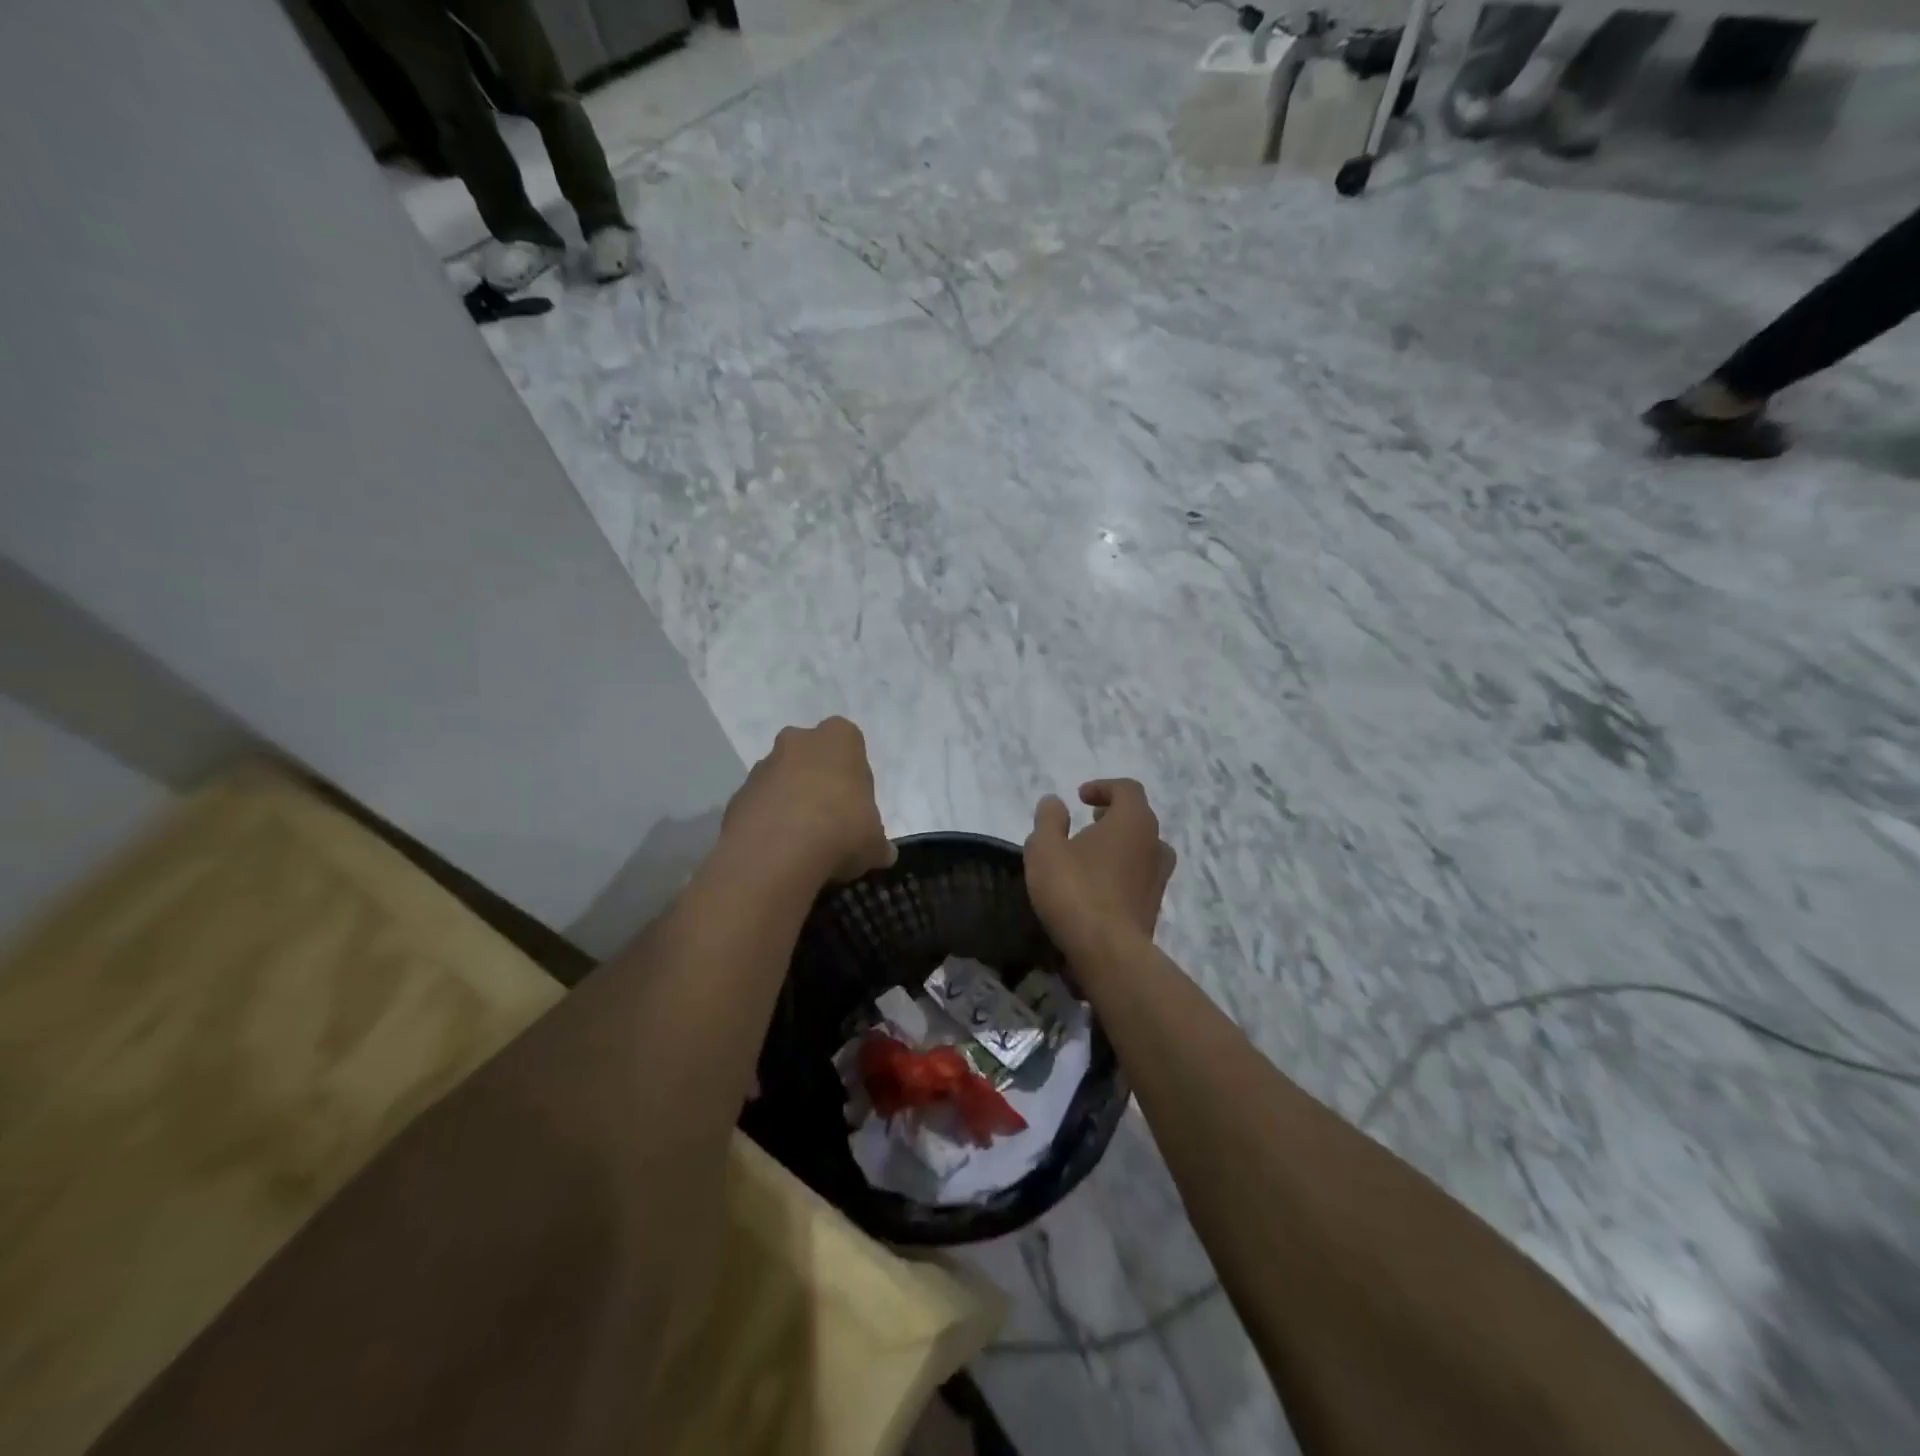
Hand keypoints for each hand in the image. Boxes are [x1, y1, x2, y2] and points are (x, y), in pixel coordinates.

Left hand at [723, 718, 895, 882]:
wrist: (777, 853)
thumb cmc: (841, 830)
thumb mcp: (874, 842)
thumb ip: (878, 843)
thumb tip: (883, 853)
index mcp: (839, 738)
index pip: (850, 744)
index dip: (853, 774)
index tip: (856, 804)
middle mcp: (798, 741)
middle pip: (811, 756)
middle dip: (817, 781)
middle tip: (830, 819)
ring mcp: (762, 766)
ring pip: (782, 780)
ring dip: (790, 802)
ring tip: (803, 843)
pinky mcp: (737, 795)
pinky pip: (759, 806)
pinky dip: (768, 823)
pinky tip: (779, 852)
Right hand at [1024, 779, 1175, 953]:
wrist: (1108, 951)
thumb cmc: (1075, 889)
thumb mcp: (1045, 848)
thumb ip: (1049, 819)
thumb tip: (1055, 801)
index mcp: (1133, 821)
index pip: (1127, 789)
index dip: (1103, 787)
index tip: (1080, 798)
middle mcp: (1154, 844)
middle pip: (1139, 818)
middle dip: (1113, 816)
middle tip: (1088, 823)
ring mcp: (1158, 878)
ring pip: (1143, 850)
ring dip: (1120, 846)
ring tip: (1092, 855)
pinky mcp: (1154, 907)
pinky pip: (1139, 878)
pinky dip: (1121, 873)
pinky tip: (1096, 887)